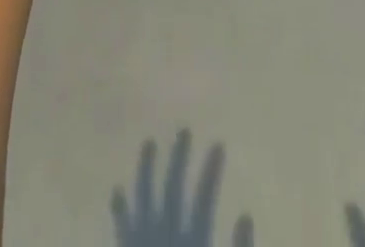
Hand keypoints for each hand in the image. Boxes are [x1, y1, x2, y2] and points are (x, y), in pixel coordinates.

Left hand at [112, 130, 253, 246]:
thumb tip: (246, 216)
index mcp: (190, 245)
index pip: (203, 200)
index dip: (211, 172)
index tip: (219, 143)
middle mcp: (163, 241)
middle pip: (170, 190)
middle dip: (177, 159)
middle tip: (184, 130)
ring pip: (142, 199)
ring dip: (145, 170)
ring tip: (148, 144)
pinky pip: (121, 230)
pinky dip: (120, 209)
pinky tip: (118, 191)